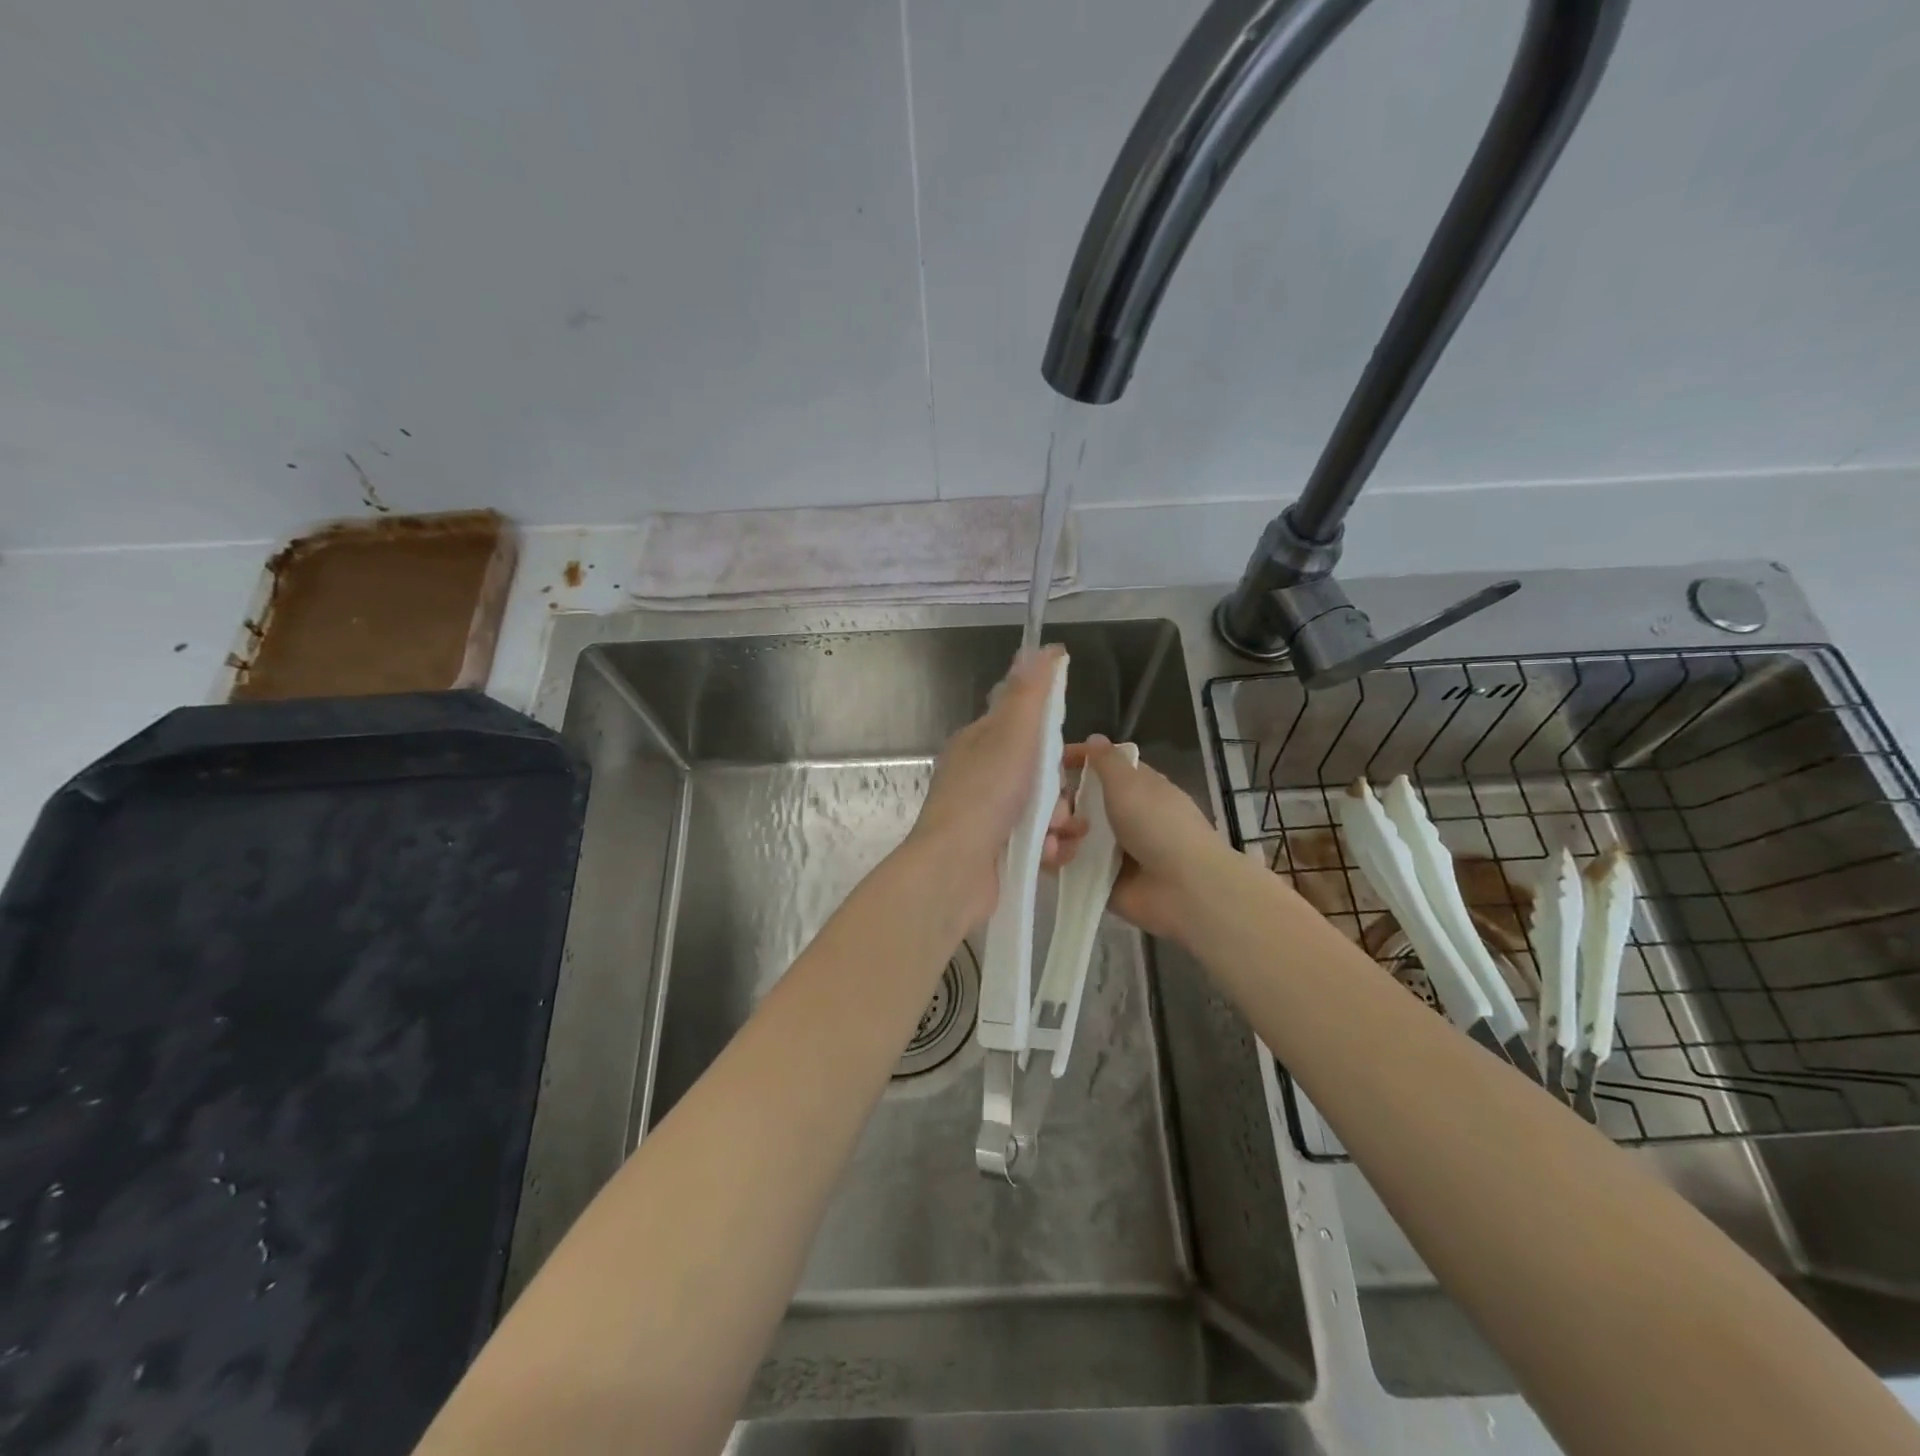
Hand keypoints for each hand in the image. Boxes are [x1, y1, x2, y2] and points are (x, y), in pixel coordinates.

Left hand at [905, 646, 1082, 928]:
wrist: (956, 872)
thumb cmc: (986, 796)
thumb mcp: (1013, 734)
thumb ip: (1030, 693)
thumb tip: (1043, 647)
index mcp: (977, 743)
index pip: (1020, 725)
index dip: (1049, 736)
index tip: (1071, 752)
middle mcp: (979, 777)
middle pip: (1038, 772)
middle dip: (1060, 789)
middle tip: (1061, 803)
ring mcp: (986, 817)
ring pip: (1042, 810)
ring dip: (1060, 821)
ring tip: (1058, 833)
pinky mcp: (996, 853)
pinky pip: (1037, 842)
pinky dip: (1049, 848)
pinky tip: (1050, 855)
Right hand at [1064, 735, 1227, 941]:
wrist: (1183, 888)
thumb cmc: (1159, 826)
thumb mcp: (1131, 782)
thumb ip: (1106, 760)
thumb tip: (1094, 738)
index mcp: (1134, 788)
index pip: (1099, 767)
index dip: (1076, 761)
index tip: (1050, 762)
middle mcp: (1120, 815)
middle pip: (1075, 800)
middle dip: (1058, 803)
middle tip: (1059, 814)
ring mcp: (1107, 849)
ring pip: (1065, 832)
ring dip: (1054, 831)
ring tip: (1058, 839)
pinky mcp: (1096, 879)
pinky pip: (1064, 864)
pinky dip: (1055, 858)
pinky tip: (1057, 857)